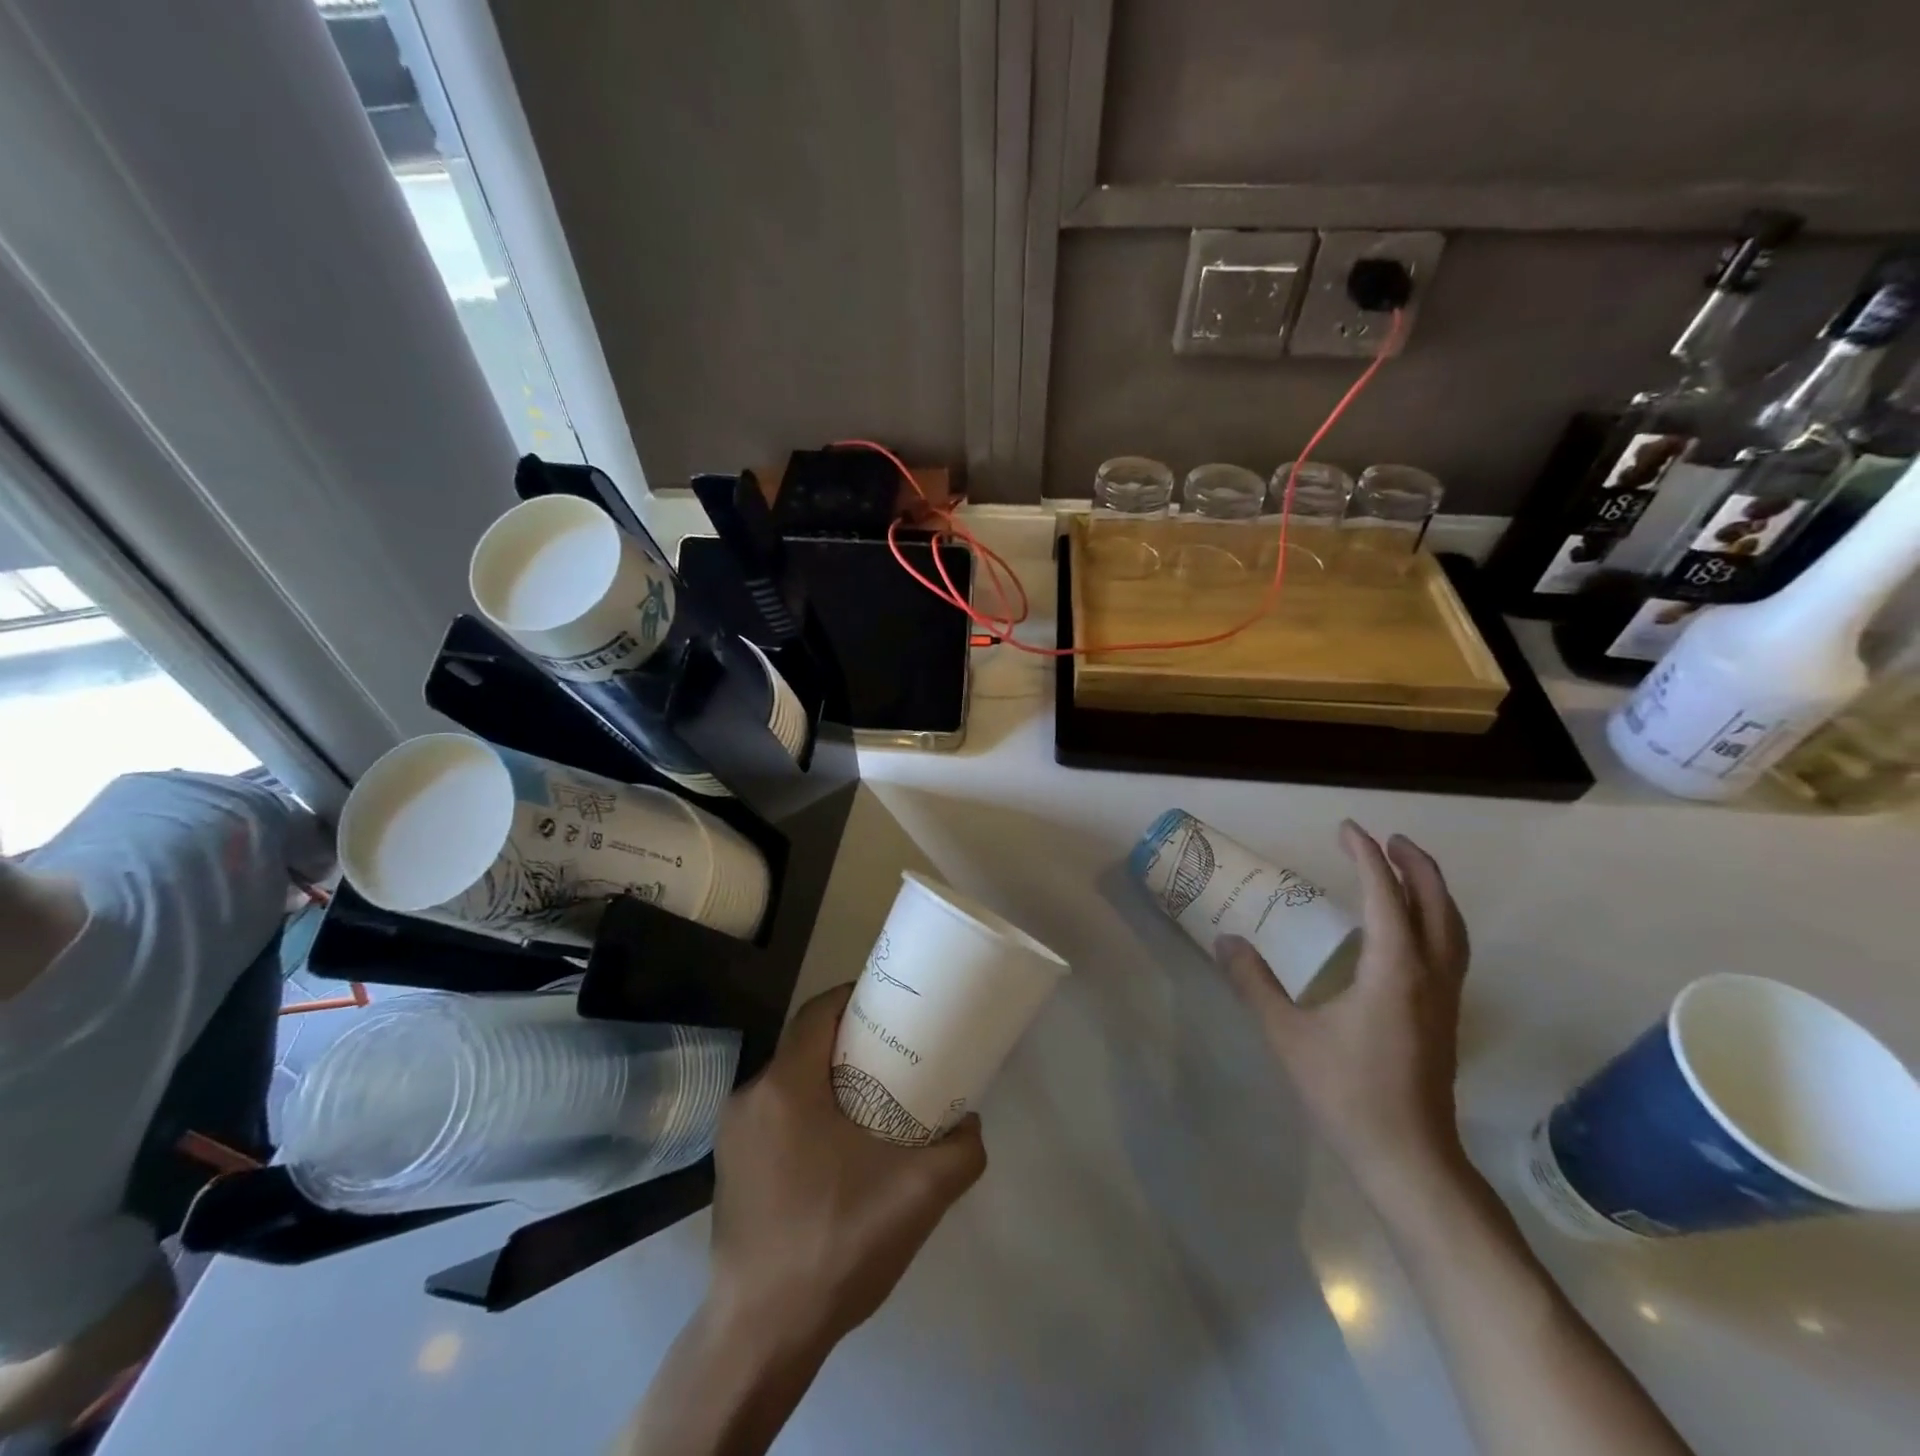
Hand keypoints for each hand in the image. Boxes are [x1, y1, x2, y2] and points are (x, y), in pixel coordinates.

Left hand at [707, 984, 986, 1354]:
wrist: (761, 1336)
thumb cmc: (835, 1244)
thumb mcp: (917, 1195)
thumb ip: (960, 1151)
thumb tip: (971, 1123)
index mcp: (785, 1086)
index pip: (818, 1012)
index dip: (854, 997)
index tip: (892, 1006)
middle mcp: (750, 1098)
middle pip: (804, 1046)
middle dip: (849, 1040)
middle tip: (894, 1052)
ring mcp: (733, 1135)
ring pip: (788, 1083)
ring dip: (827, 1079)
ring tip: (872, 1096)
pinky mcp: (729, 1169)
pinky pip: (774, 1116)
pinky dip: (806, 1111)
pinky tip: (838, 1146)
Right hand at [1215, 821, 1470, 1208]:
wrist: (1408, 1159)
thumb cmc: (1346, 1092)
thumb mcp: (1287, 1034)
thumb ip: (1254, 983)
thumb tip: (1226, 941)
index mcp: (1394, 969)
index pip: (1385, 895)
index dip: (1366, 856)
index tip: (1346, 829)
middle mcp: (1429, 974)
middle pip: (1436, 904)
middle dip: (1415, 865)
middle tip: (1388, 839)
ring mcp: (1444, 999)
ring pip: (1451, 928)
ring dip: (1432, 891)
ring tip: (1406, 872)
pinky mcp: (1445, 1018)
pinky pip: (1448, 950)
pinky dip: (1434, 921)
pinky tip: (1407, 932)